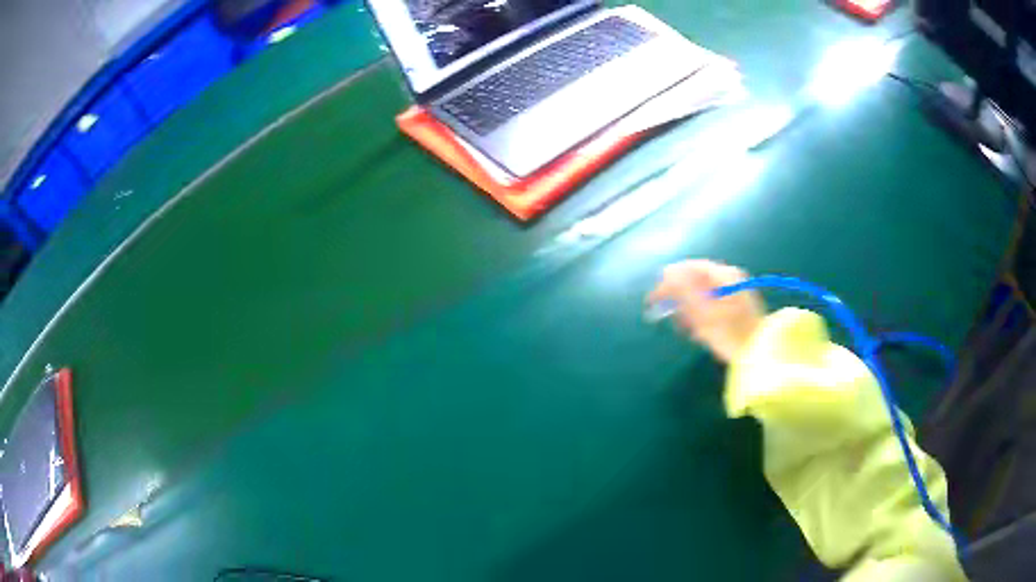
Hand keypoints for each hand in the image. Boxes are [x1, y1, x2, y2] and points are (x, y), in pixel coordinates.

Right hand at [647, 260, 764, 362]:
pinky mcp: (735, 305)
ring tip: (687, 329)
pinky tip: (698, 331)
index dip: (669, 281)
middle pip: (695, 280)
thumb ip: (685, 291)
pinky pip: (711, 303)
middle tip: (670, 317)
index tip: (655, 297)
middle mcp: (730, 277)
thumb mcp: (704, 314)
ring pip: (701, 294)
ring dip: (690, 310)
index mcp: (724, 275)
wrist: (760, 354)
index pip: (689, 268)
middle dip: (680, 299)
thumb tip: (668, 274)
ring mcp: (734, 291)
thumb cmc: (732, 335)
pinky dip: (701, 315)